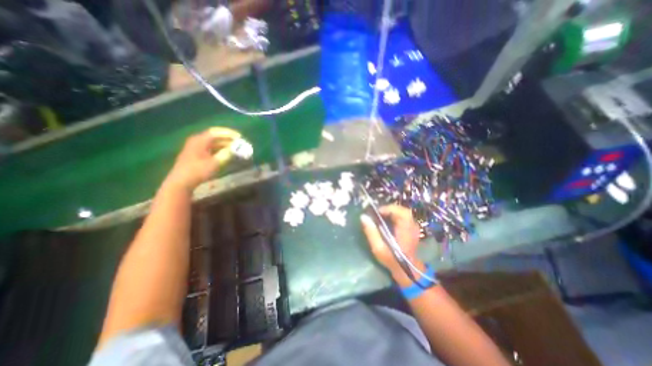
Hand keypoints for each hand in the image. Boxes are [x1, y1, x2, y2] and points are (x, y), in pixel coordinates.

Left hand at [165, 127, 239, 192]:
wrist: (181, 182)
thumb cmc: (198, 171)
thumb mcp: (215, 163)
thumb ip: (226, 154)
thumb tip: (235, 148)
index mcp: (200, 140)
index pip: (216, 132)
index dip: (229, 133)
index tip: (240, 136)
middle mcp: (197, 141)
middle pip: (215, 136)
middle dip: (228, 139)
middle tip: (239, 142)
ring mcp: (196, 147)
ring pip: (213, 142)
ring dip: (225, 144)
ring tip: (235, 148)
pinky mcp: (197, 154)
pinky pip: (211, 147)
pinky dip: (220, 149)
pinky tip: (227, 153)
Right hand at [362, 206, 422, 282]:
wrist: (407, 270)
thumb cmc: (391, 260)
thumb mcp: (378, 248)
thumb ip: (371, 232)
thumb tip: (363, 217)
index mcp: (405, 231)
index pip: (401, 213)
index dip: (389, 209)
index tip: (377, 212)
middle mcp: (412, 226)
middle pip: (403, 210)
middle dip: (389, 209)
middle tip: (378, 213)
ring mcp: (414, 227)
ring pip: (403, 212)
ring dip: (391, 211)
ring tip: (381, 216)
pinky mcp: (412, 228)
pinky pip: (404, 216)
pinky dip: (395, 215)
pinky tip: (387, 220)